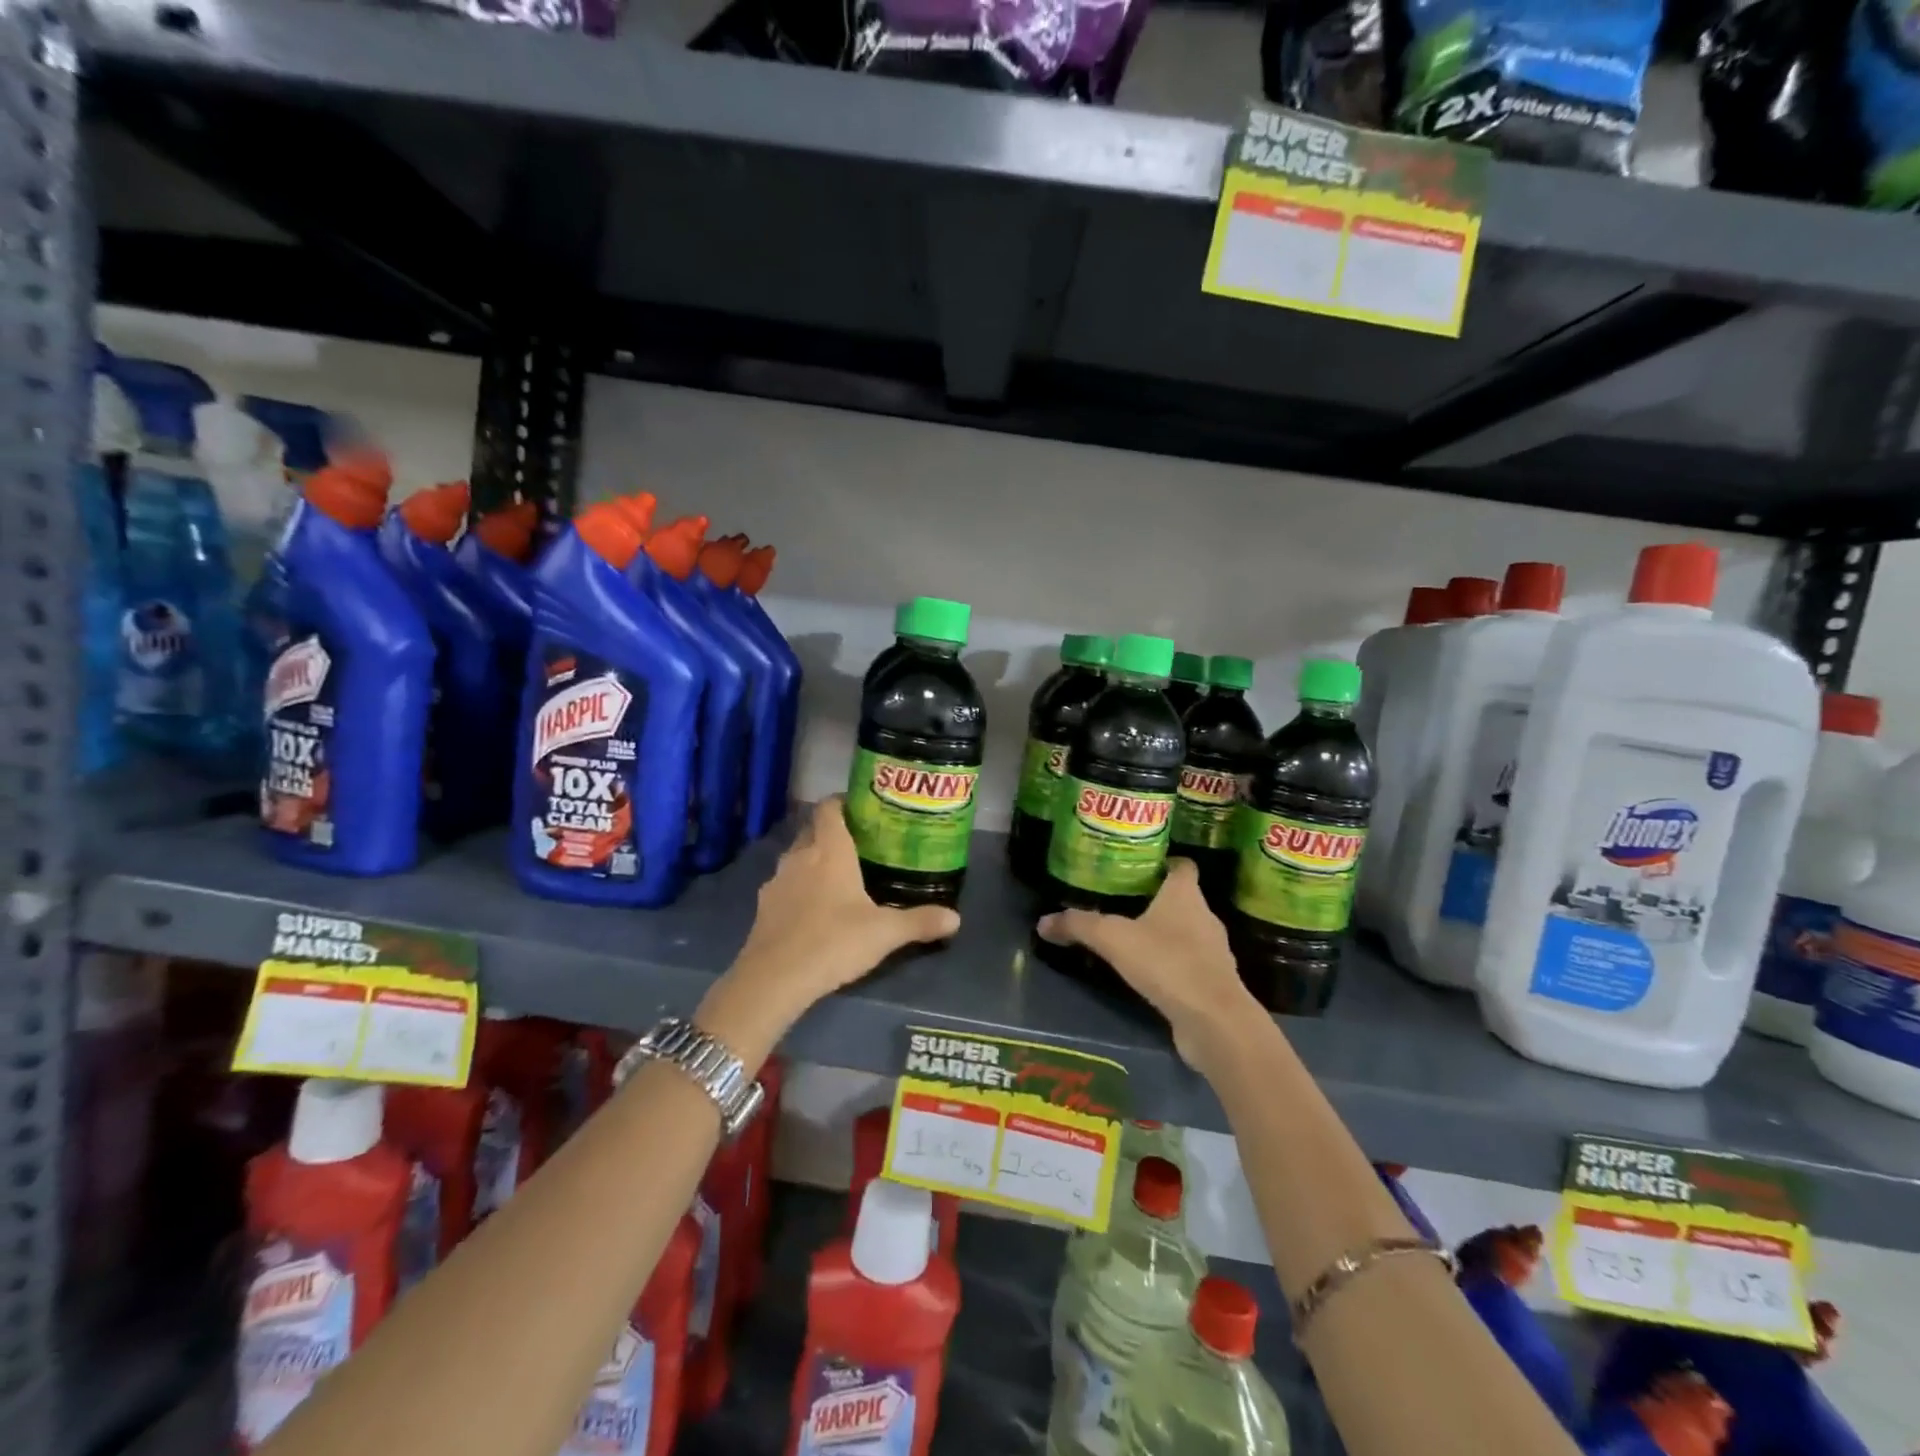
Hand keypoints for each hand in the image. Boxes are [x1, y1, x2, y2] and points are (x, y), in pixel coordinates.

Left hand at [698, 797, 959, 1060]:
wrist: (774, 979)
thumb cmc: (834, 942)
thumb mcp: (885, 933)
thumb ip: (920, 922)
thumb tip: (956, 918)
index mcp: (829, 851)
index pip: (829, 808)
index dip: (842, 802)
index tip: (861, 808)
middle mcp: (800, 856)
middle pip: (812, 830)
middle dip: (831, 831)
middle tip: (859, 844)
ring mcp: (777, 881)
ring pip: (796, 857)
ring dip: (813, 860)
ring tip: (837, 876)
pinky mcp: (764, 906)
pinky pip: (785, 885)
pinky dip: (798, 887)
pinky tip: (813, 910)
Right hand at [1036, 858, 1260, 1069]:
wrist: (1214, 1021)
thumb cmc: (1167, 963)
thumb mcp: (1113, 939)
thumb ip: (1079, 926)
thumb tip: (1042, 921)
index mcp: (1185, 895)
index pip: (1182, 866)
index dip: (1163, 862)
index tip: (1138, 866)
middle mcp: (1205, 917)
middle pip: (1182, 899)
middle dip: (1156, 899)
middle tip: (1122, 900)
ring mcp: (1213, 952)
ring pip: (1186, 932)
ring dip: (1164, 934)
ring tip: (1131, 937)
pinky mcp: (1212, 983)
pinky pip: (1189, 964)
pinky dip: (1171, 964)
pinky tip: (1148, 973)